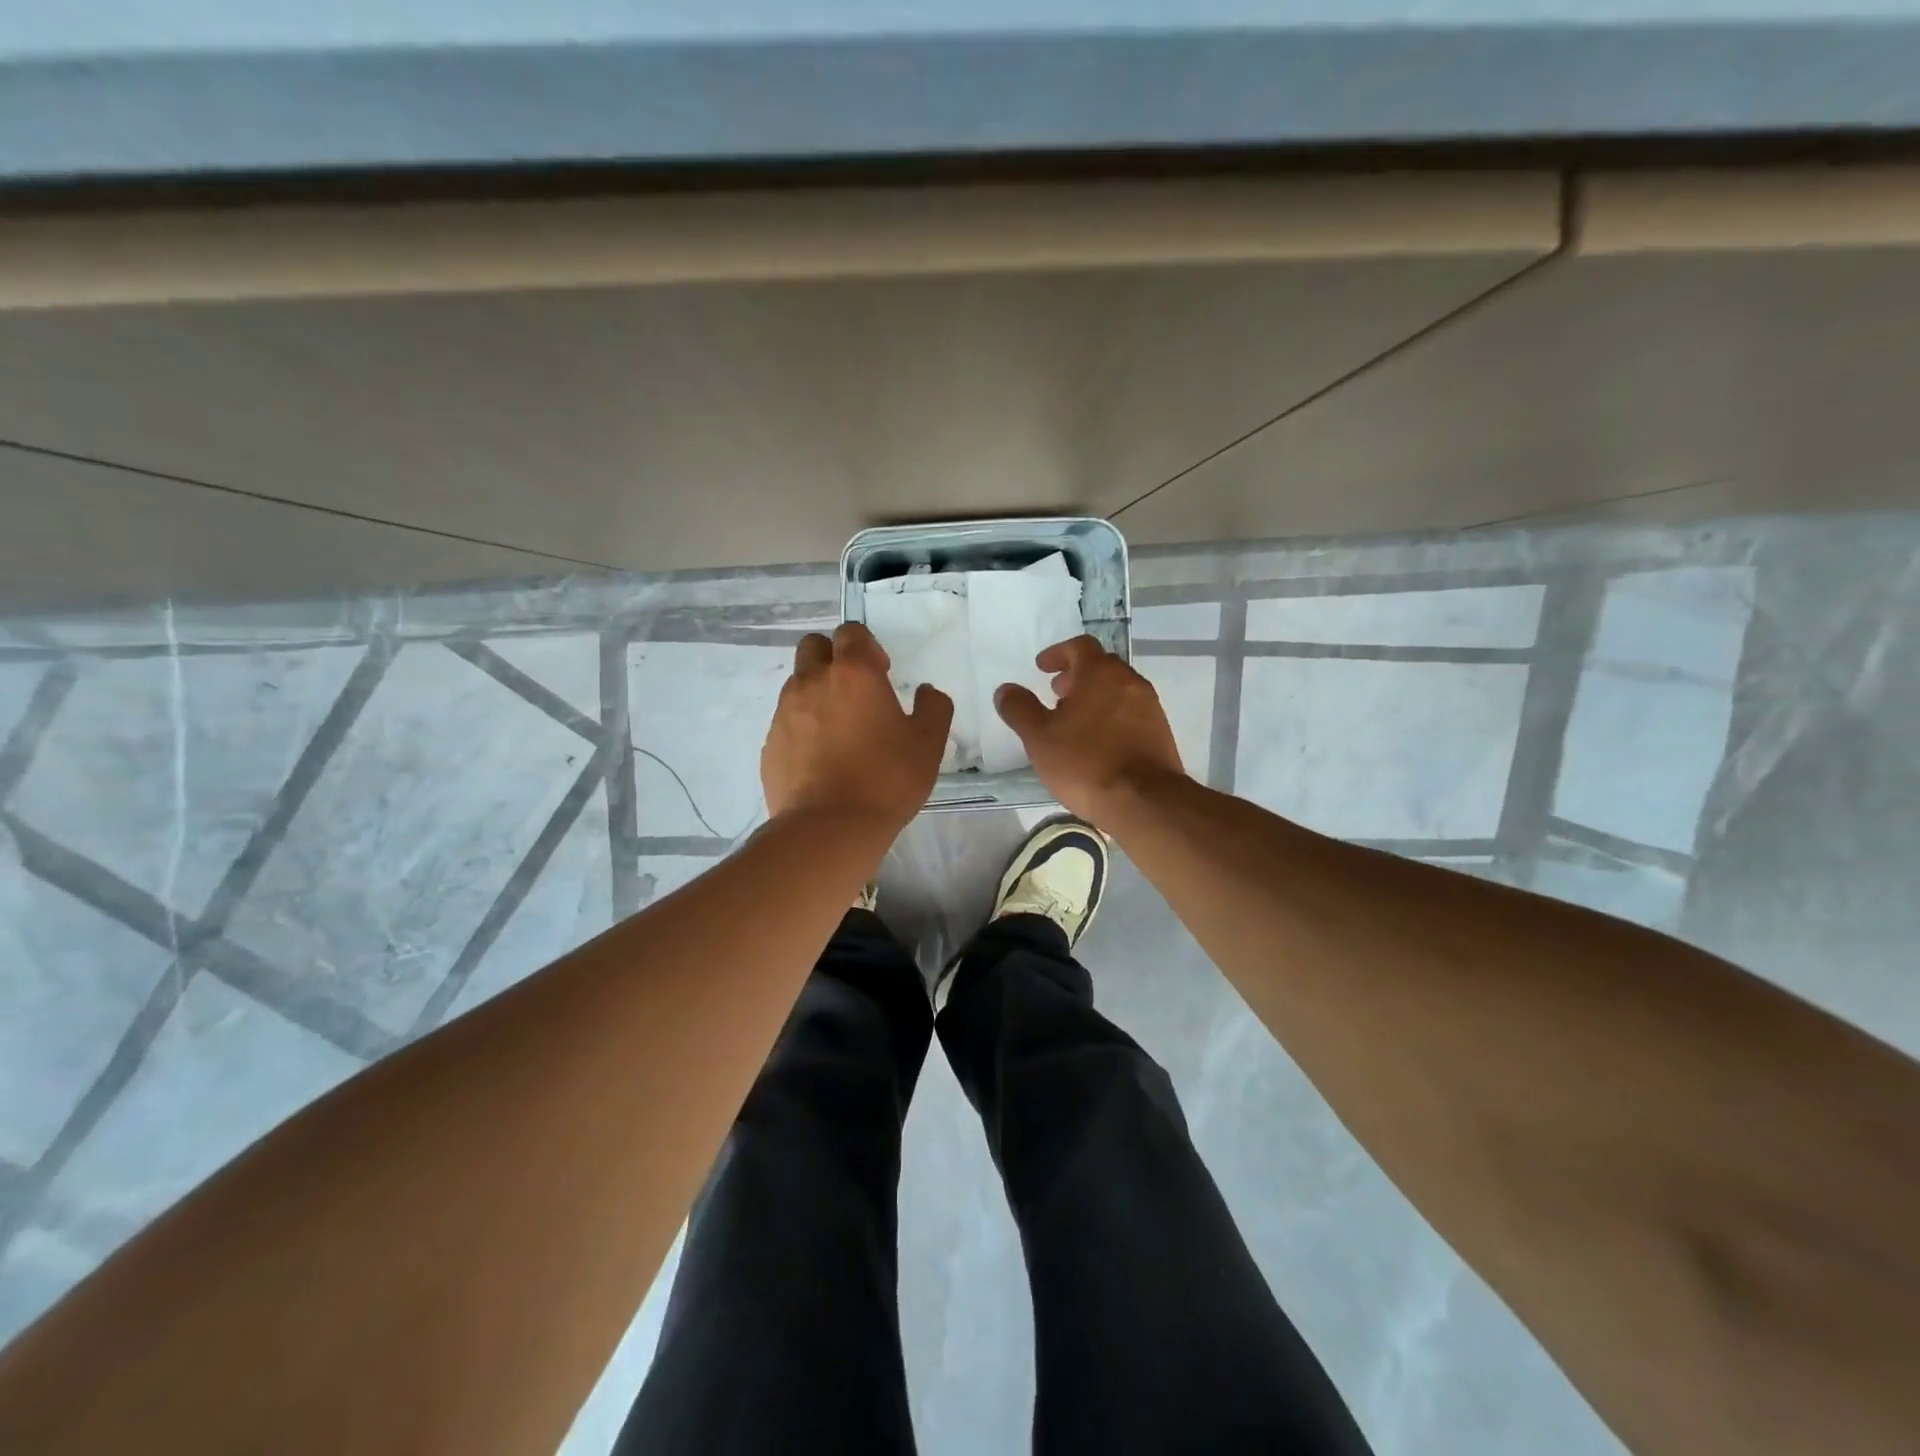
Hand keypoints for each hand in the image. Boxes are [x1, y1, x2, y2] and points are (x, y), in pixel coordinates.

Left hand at [761, 622, 953, 829]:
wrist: (828, 828)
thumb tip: (927, 692)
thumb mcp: (928, 744)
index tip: (882, 673)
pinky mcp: (770, 743)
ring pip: (797, 683)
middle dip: (833, 658)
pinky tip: (821, 759)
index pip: (851, 632)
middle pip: (813, 646)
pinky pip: (786, 721)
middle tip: (855, 692)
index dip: (867, 646)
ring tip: (839, 731)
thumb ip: (933, 708)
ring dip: (817, 693)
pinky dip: (803, 728)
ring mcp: (784, 712)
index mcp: (853, 673)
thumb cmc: (886, 779)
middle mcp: (812, 682)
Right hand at [993, 635, 1186, 821]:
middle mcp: (1130, 681)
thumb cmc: (1085, 762)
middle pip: (1101, 666)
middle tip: (1056, 695)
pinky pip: (1131, 713)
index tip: (1042, 669)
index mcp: (1100, 673)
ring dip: (1095, 697)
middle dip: (1076, 676)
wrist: (1144, 801)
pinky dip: (1111, 716)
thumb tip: (1005, 689)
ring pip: (1118, 690)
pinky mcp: (1160, 732)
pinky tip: (1097, 743)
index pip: (1080, 646)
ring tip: (1074, 723)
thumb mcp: (1040, 737)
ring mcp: (1150, 707)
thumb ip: (1020, 709)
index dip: (1058, 654)